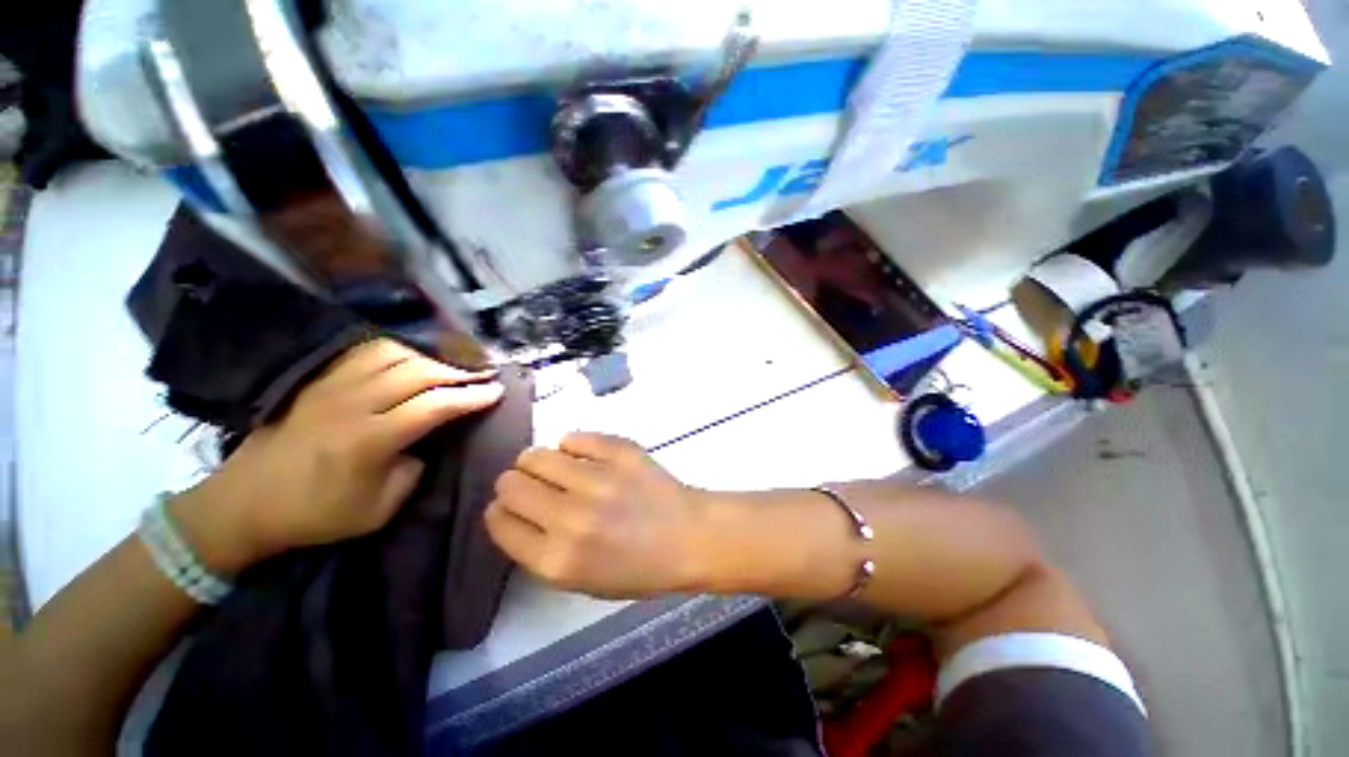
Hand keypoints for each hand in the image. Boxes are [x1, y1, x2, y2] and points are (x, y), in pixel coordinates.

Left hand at [173, 339, 504, 573]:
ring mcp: (331, 387)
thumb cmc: (314, 515)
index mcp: (367, 440)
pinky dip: (399, 351)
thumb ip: (412, 471)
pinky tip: (413, 359)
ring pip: (392, 354)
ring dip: (430, 356)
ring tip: (453, 365)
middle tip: (486, 373)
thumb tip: (426, 443)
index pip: (433, 406)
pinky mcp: (318, 381)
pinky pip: (365, 353)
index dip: (470, 396)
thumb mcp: (377, 511)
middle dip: (459, 370)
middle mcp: (351, 404)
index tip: (497, 392)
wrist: (242, 504)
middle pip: (417, 372)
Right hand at [484, 433, 710, 598]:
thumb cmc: (636, 567)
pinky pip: (575, 437)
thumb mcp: (578, 580)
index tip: (512, 507)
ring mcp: (597, 479)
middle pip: (510, 483)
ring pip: (536, 455)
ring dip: (538, 461)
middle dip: (514, 483)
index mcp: (556, 559)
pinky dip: (574, 445)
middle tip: (534, 485)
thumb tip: (513, 511)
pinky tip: (584, 455)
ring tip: (557, 467)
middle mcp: (570, 518)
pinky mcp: (619, 452)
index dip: (501, 511)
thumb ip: (538, 549)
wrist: (687, 537)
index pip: (499, 521)